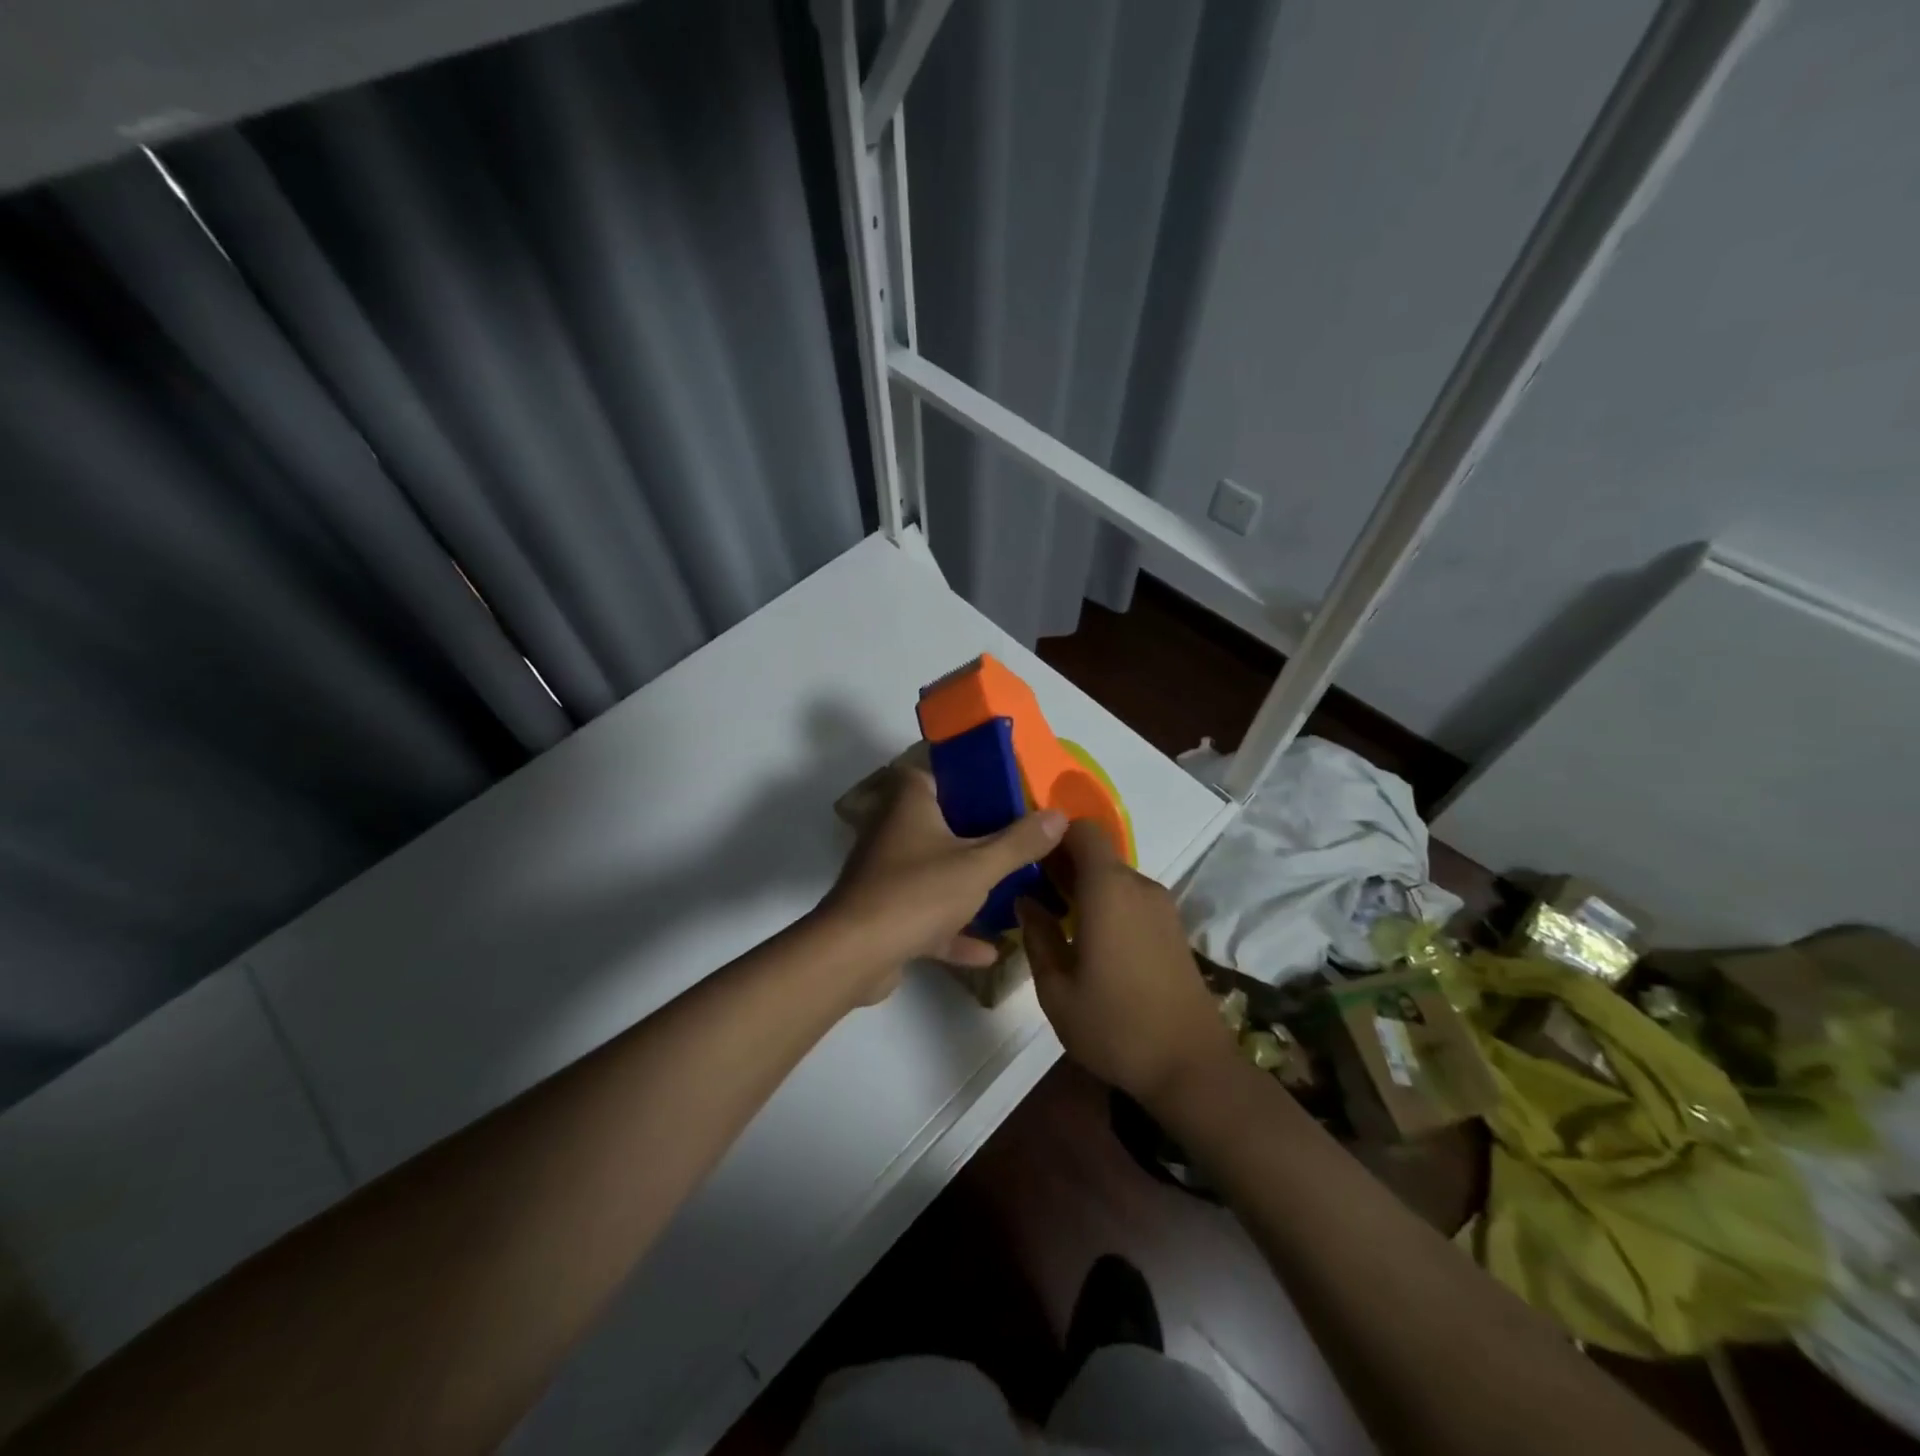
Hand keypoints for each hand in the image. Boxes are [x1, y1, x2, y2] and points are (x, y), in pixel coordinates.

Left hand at [820, 767, 1067, 1003]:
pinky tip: (990, 950)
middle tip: (1021, 841)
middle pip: (942, 823)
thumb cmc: (917, 893)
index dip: (972, 778)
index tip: (1008, 792)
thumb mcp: (979, 866)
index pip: (939, 773)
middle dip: (979, 835)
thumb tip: (1060, 814)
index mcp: (910, 803)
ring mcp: (887, 874)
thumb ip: (1020, 842)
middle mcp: (894, 830)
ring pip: (935, 871)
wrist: (855, 954)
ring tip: (1012, 891)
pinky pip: (927, 916)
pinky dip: (954, 930)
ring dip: (968, 885)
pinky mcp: (886, 914)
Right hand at [1017, 821, 1233, 1103]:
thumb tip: (1026, 901)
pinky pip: (1131, 899)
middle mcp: (1139, 887)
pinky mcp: (1173, 928)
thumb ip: (1037, 936)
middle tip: (1033, 896)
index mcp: (1109, 890)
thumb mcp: (1057, 989)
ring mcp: (1162, 907)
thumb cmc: (1115, 1027)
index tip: (1029, 861)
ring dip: (1085, 889)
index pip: (1083, 830)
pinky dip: (1108, 905)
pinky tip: (1091, 942)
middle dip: (1063, 866)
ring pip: (1114, 878)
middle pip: (1097, 854)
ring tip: (1058, 922)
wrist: (1191, 1067)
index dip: (1054, 836)